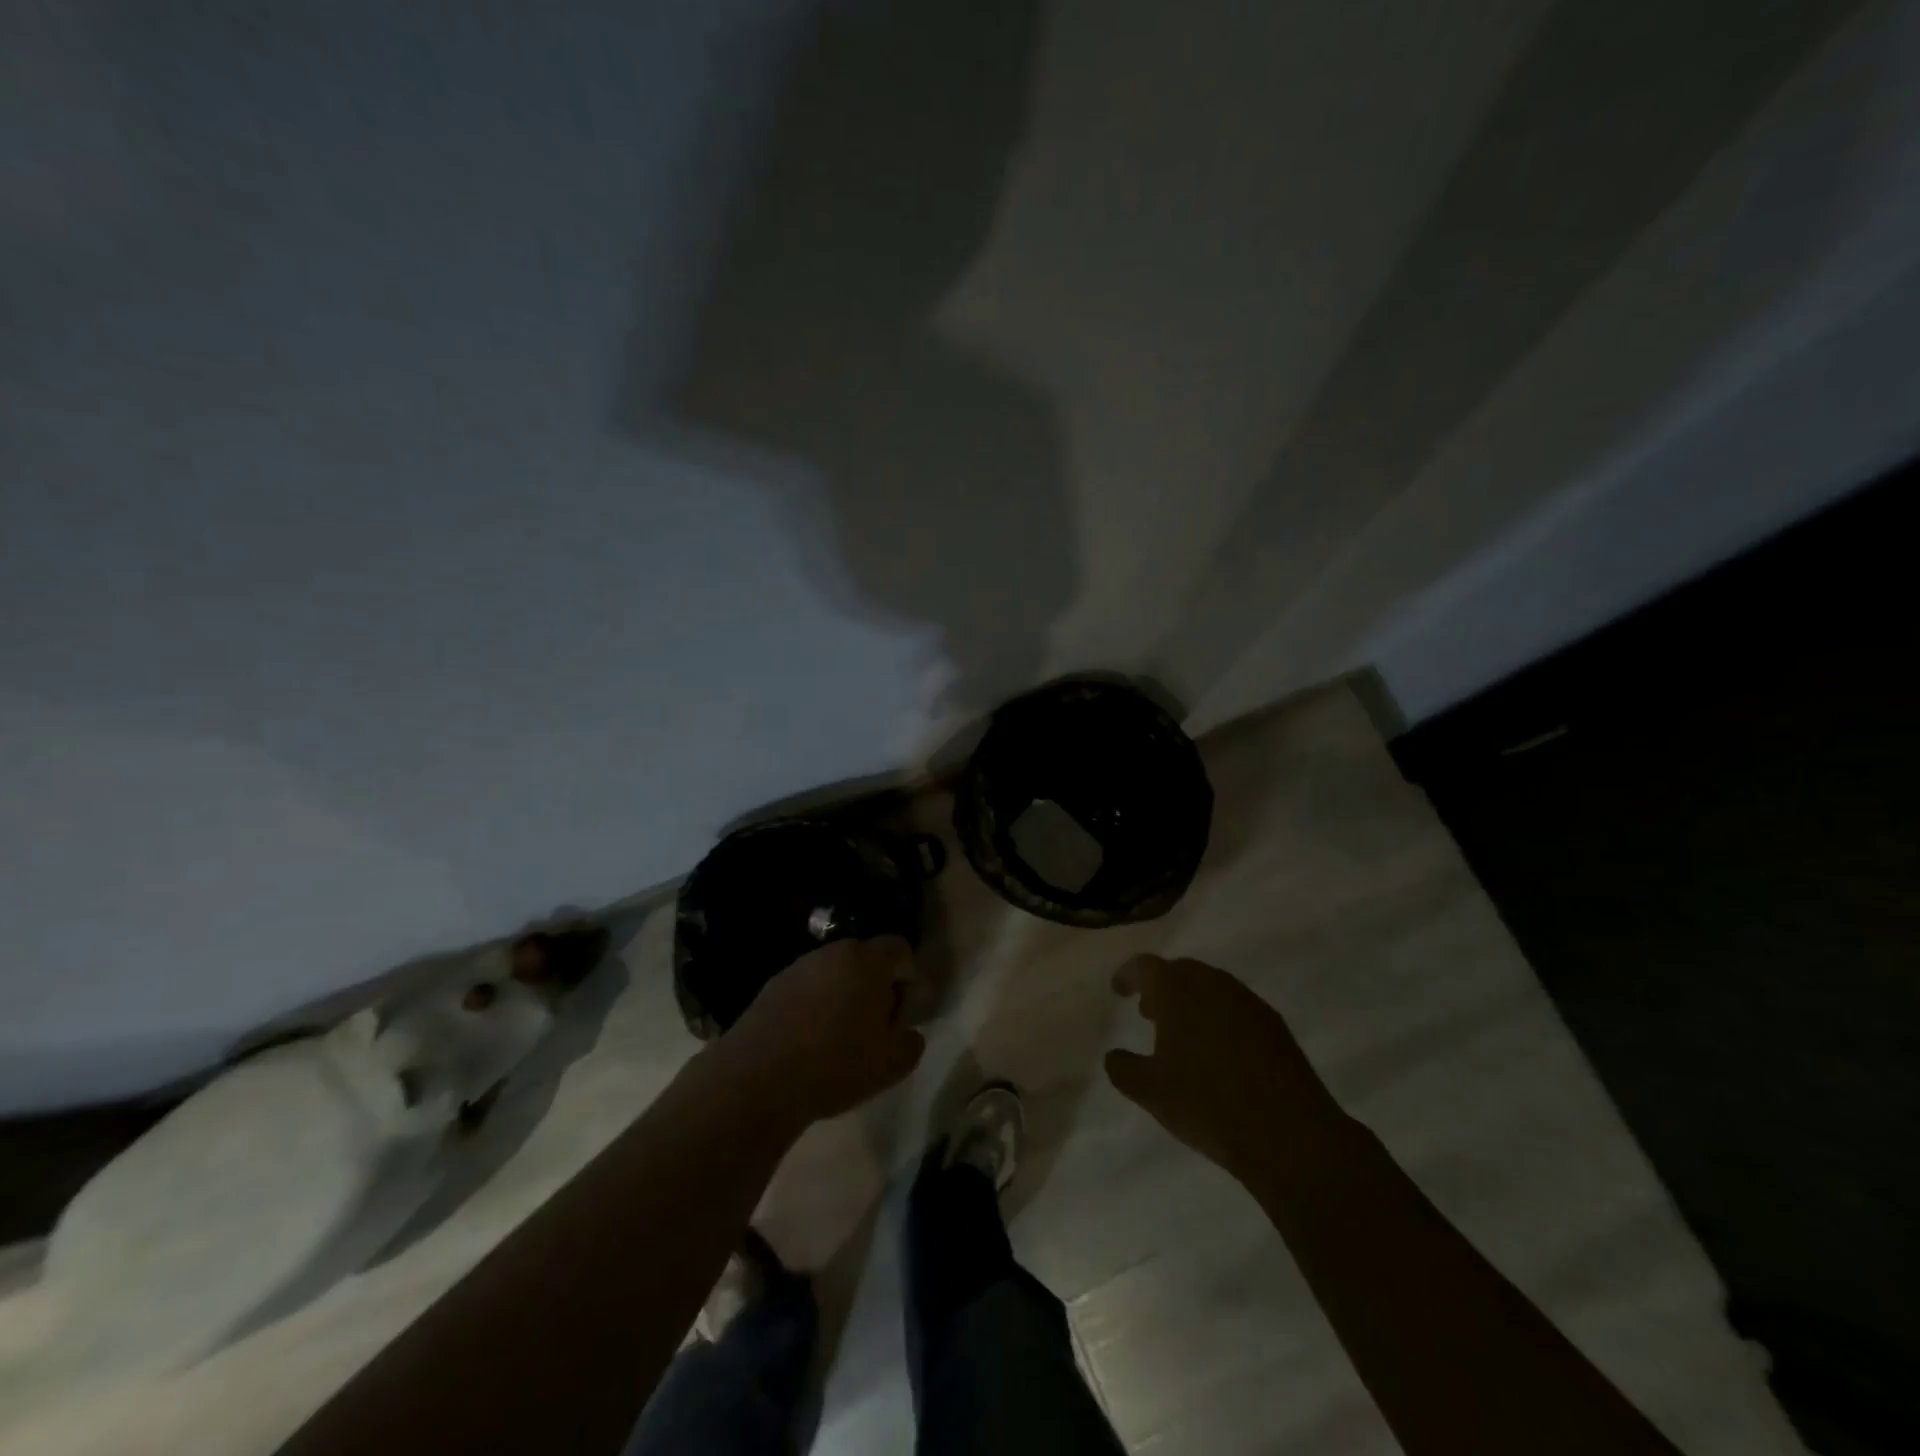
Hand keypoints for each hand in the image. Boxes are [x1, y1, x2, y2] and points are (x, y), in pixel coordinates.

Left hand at [720, 936, 925, 1128]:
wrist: (758, 1079)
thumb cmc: (836, 1065)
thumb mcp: (892, 1063)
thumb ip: (911, 1041)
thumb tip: (906, 1031)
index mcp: (867, 961)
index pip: (899, 948)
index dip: (908, 974)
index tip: (903, 1008)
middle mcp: (832, 953)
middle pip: (863, 958)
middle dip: (873, 984)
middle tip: (874, 1024)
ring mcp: (797, 967)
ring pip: (831, 973)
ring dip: (841, 994)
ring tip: (838, 1036)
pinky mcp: (770, 987)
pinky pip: (805, 989)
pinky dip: (812, 1006)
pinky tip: (808, 1041)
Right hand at [1105, 955, 1343, 1178]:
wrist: (1288, 1134)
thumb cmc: (1207, 1104)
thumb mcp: (1150, 1092)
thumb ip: (1123, 1069)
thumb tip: (1114, 1056)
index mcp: (1178, 991)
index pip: (1146, 966)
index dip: (1128, 975)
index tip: (1119, 990)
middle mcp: (1213, 984)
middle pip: (1181, 971)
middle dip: (1161, 987)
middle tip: (1148, 1012)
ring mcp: (1248, 1002)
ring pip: (1211, 987)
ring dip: (1191, 1001)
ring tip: (1181, 1033)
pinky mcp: (1274, 1025)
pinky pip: (1236, 1008)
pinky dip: (1218, 1017)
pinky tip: (1218, 1051)